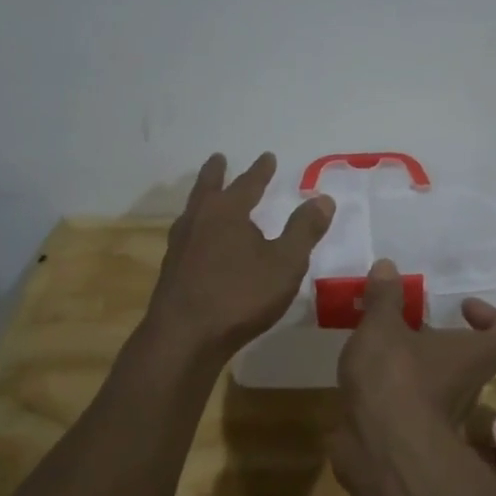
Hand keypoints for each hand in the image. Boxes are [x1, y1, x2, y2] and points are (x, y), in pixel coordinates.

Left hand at [148, 152, 334, 354]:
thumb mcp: (285, 263)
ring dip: (202, 198)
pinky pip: (186, 236)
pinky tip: (200, 241)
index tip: (267, 157)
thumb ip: (304, 230)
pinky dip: (196, 227)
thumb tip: (323, 198)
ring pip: (192, 211)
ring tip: (207, 197)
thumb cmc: (240, 295)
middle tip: (219, 158)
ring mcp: (180, 246)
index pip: (247, 184)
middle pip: (208, 188)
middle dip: (217, 173)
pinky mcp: (171, 270)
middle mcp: (199, 220)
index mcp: (227, 212)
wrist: (184, 338)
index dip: (260, 171)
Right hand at [335, 259, 495, 444]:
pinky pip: (407, 407)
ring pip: (435, 384)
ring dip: (410, 367)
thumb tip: (387, 266)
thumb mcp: (382, 327)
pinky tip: (361, 379)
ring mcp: (441, 418)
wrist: (382, 453)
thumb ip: (384, 298)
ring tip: (375, 346)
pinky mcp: (412, 439)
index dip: (493, 320)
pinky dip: (390, 394)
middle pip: (466, 360)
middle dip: (437, 341)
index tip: (463, 307)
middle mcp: (465, 387)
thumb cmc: (396, 377)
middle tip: (405, 323)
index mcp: (472, 355)